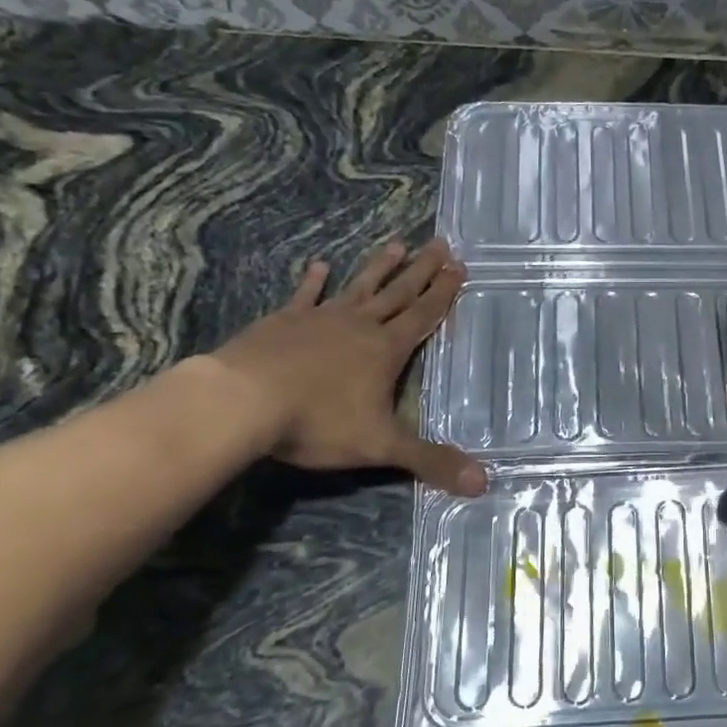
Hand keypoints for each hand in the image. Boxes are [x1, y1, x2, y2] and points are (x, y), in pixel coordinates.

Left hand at [205, 238, 486, 493]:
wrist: (242, 402)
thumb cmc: (317, 422)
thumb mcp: (381, 446)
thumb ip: (431, 461)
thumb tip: (485, 483)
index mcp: (386, 349)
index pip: (423, 315)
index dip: (443, 293)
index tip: (458, 267)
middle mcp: (359, 326)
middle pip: (398, 293)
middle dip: (422, 270)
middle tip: (441, 244)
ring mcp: (319, 319)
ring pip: (359, 287)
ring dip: (380, 267)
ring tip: (397, 244)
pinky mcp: (283, 322)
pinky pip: (305, 297)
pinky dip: (314, 282)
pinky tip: (320, 266)